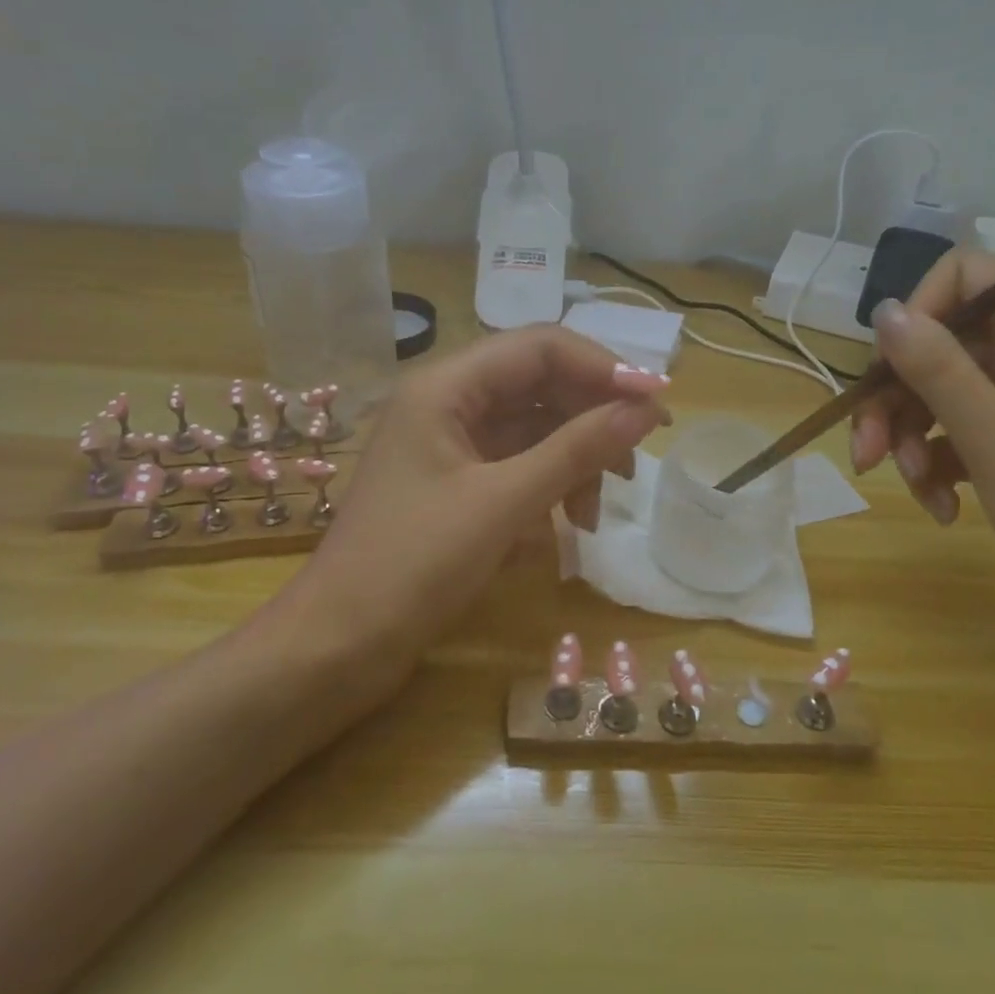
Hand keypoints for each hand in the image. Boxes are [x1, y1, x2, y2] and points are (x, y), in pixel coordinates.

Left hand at [305, 327, 669, 656]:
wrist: (338, 646)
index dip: (604, 368)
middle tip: (637, 461)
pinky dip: (548, 487)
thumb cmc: (413, 565)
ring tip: (596, 514)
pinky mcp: (456, 482)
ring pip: (533, 428)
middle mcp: (448, 401)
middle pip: (540, 384)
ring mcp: (451, 443)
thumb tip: (646, 410)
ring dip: (574, 460)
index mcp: (446, 385)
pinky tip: (565, 529)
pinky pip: (517, 465)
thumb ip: (578, 450)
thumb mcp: (504, 503)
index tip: (656, 405)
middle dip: (592, 418)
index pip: (541, 347)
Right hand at [848, 248, 994, 643]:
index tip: (887, 367)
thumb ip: (935, 367)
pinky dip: (937, 468)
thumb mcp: (992, 437)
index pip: (968, 276)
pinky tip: (941, 509)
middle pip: (940, 346)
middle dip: (895, 398)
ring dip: (909, 441)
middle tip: (865, 452)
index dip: (919, 310)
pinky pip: (957, 436)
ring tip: (915, 491)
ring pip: (940, 395)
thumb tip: (885, 310)